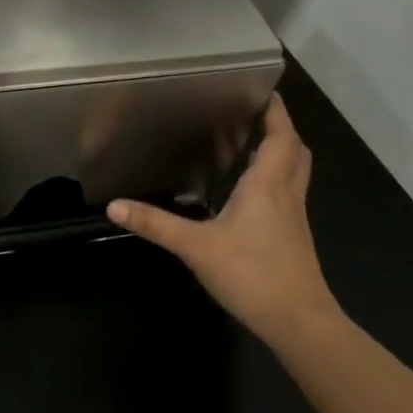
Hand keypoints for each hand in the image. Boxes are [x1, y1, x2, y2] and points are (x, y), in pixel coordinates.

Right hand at [109, 95, 339, 345]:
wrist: (298, 321)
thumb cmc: (251, 274)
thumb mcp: (195, 247)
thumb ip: (155, 224)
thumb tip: (114, 206)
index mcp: (267, 184)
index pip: (281, 135)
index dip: (276, 111)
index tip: (263, 90)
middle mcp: (286, 193)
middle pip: (294, 149)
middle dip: (279, 128)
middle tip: (253, 115)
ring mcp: (294, 216)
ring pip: (295, 171)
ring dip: (280, 152)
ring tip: (251, 143)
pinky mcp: (293, 236)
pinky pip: (288, 193)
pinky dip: (275, 179)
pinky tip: (250, 191)